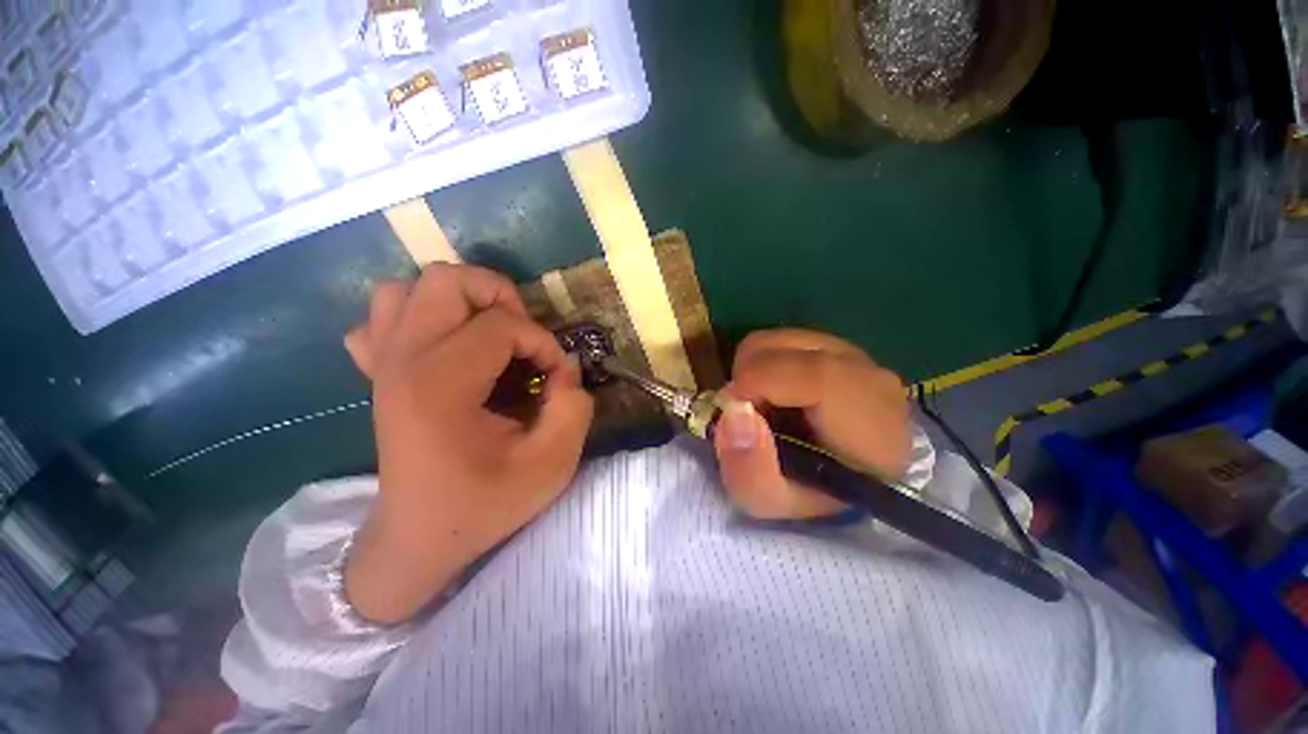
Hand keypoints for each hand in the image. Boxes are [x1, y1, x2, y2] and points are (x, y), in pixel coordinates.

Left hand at [342, 264, 593, 623]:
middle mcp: (402, 361)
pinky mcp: (378, 372)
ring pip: (409, 288)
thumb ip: (574, 407)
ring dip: (461, 301)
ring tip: (488, 334)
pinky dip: (419, 316)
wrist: (419, 539)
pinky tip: (444, 346)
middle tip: (522, 337)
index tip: (556, 377)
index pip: (501, 325)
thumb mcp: (551, 465)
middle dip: (499, 298)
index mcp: (439, 385)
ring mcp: (382, 363)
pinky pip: (384, 316)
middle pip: (446, 280)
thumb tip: (567, 366)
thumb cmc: (484, 505)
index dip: (543, 343)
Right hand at [712, 329, 910, 519]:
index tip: (733, 409)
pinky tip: (776, 391)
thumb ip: (749, 469)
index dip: (759, 383)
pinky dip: (766, 362)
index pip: (815, 375)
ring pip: (777, 340)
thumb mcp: (771, 502)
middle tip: (747, 414)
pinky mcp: (837, 344)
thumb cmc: (811, 494)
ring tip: (762, 404)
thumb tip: (734, 411)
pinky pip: (784, 340)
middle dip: (746, 379)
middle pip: (783, 348)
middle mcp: (868, 375)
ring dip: (753, 370)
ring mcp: (854, 353)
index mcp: (870, 424)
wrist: (847, 476)